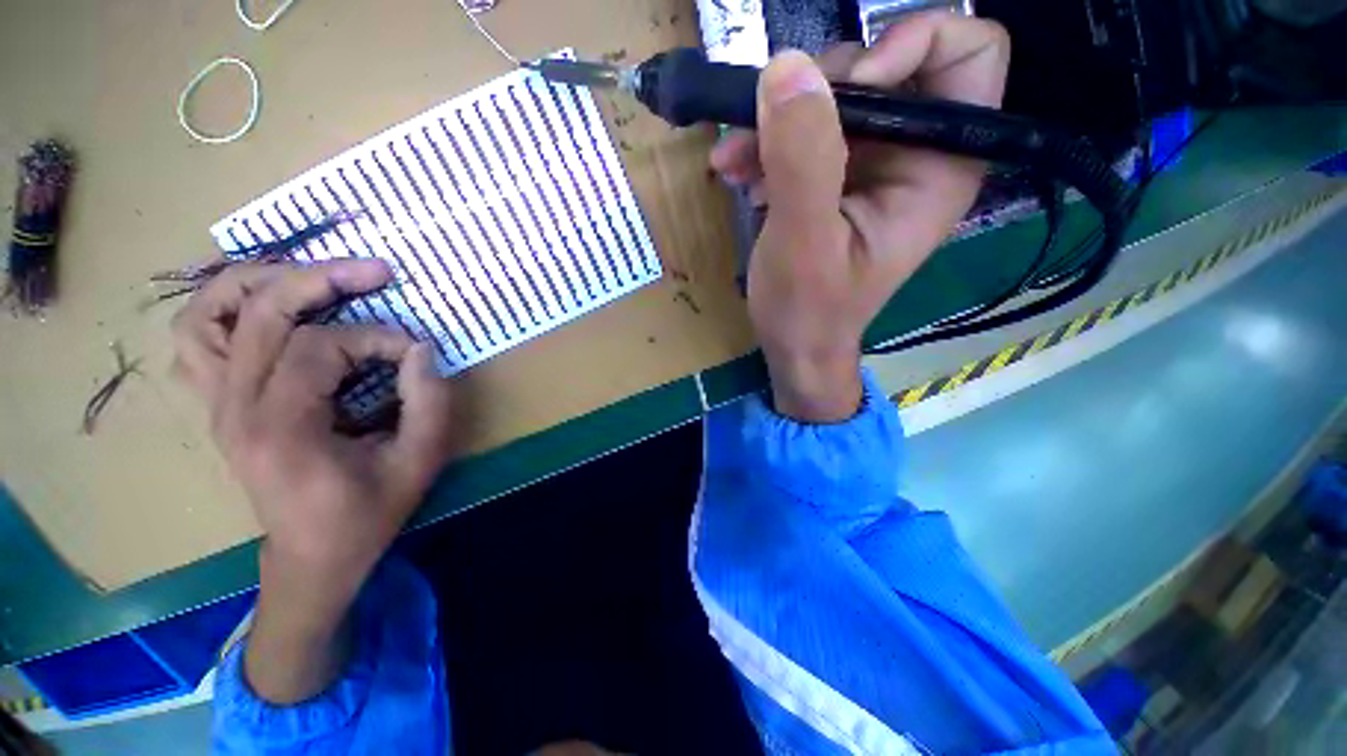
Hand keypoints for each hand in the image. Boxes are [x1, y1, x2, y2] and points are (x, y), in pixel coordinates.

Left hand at [172, 259, 453, 701]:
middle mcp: (233, 409)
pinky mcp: (217, 406)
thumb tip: (420, 349)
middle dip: (323, 281)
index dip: (376, 338)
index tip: (415, 353)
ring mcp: (215, 405)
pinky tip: (267, 306)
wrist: (312, 557)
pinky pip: (198, 340)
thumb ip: (428, 401)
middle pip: (259, 314)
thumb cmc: (367, 514)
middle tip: (375, 271)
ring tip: (312, 275)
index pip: (318, 347)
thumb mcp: (418, 461)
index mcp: (281, 428)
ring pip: (208, 315)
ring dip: (258, 282)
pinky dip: (225, 309)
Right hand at [711, 13, 1010, 421]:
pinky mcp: (836, 177)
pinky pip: (804, 132)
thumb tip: (785, 67)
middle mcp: (915, 155)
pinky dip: (767, 143)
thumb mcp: (803, 242)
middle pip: (886, 64)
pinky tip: (738, 173)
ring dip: (778, 119)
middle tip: (772, 128)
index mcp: (939, 168)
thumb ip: (802, 160)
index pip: (968, 54)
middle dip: (820, 89)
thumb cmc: (808, 310)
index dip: (911, 44)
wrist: (795, 345)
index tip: (849, 88)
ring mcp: (872, 164)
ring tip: (736, 159)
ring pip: (834, 96)